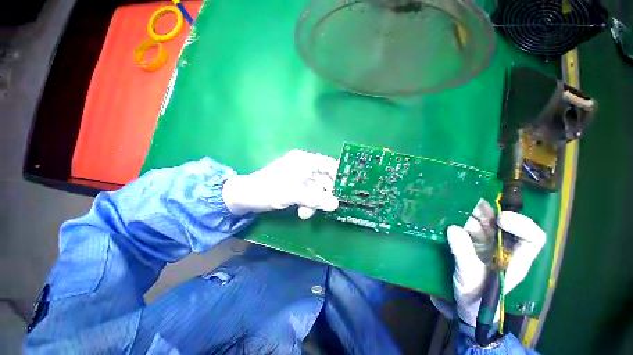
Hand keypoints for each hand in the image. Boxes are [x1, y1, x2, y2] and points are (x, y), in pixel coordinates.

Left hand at [222, 150, 338, 218]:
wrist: (246, 196)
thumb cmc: (269, 190)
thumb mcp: (293, 194)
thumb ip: (316, 199)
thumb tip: (336, 204)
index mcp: (304, 160)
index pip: (329, 164)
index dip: (339, 176)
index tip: (345, 191)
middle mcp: (304, 165)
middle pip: (324, 179)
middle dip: (323, 195)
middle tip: (325, 208)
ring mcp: (300, 175)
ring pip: (316, 188)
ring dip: (314, 202)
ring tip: (305, 214)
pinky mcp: (295, 184)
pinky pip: (309, 193)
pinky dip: (308, 202)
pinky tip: (302, 212)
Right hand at [446, 204, 545, 326]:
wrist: (462, 305)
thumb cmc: (475, 298)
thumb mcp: (470, 278)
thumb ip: (464, 254)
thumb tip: (453, 228)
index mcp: (515, 259)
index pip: (531, 238)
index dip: (521, 224)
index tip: (500, 219)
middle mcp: (502, 248)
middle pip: (500, 224)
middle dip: (486, 212)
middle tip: (467, 201)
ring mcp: (485, 246)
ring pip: (481, 223)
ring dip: (468, 213)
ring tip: (454, 204)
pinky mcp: (468, 244)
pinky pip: (465, 228)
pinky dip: (457, 220)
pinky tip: (447, 215)